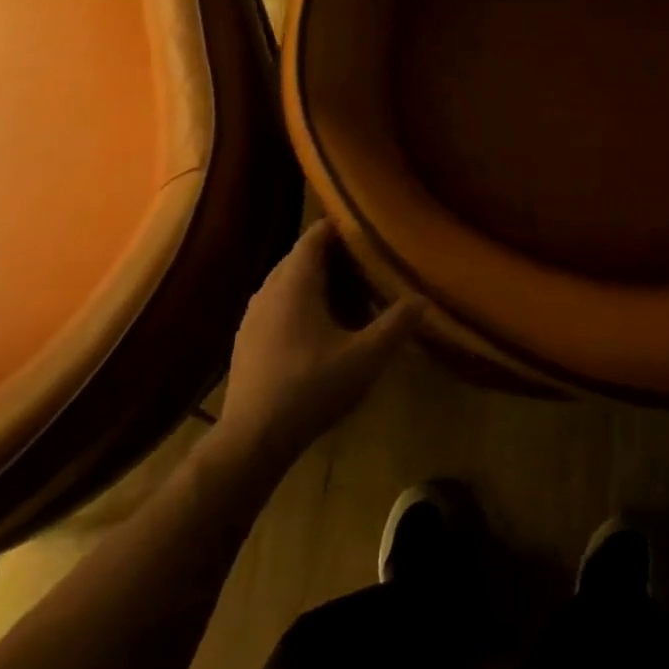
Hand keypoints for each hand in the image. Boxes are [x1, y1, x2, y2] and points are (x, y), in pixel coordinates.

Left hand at [220, 222, 420, 462]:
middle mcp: (269, 288)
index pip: (316, 234)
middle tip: (369, 269)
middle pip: (303, 257)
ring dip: (319, 285)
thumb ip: (396, 324)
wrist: (252, 440)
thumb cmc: (312, 387)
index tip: (370, 232)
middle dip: (336, 259)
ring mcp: (252, 315)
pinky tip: (321, 334)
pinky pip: (278, 306)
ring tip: (350, 302)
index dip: (342, 228)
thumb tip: (423, 300)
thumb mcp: (366, 357)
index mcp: (295, 281)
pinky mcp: (246, 340)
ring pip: (289, 283)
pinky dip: (301, 306)